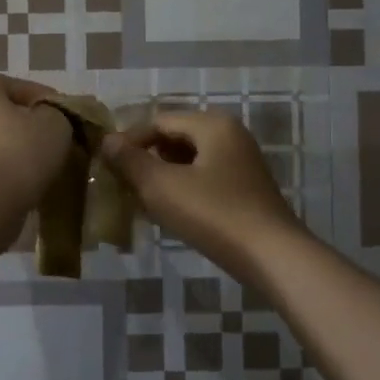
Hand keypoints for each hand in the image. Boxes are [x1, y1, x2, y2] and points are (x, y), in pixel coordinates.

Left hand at [0, 74, 73, 228]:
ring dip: (25, 153)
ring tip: (52, 166)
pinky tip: (34, 186)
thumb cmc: (21, 151)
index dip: (45, 97)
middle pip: (10, 116)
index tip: (65, 115)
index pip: (19, 85)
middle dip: (35, 127)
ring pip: (3, 145)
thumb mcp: (56, 122)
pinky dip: (14, 175)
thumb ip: (60, 113)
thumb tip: (54, 119)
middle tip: (61, 141)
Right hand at [101, 111, 308, 277]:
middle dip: (147, 158)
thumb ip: (131, 161)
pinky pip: (205, 178)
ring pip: (191, 160)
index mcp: (213, 125)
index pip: (159, 121)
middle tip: (123, 184)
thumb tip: (107, 141)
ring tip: (142, 200)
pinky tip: (171, 212)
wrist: (273, 257)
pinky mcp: (246, 189)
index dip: (129, 141)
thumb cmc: (214, 214)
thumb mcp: (162, 187)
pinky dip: (184, 188)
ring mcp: (242, 162)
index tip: (107, 165)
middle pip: (176, 138)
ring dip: (164, 175)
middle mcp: (231, 135)